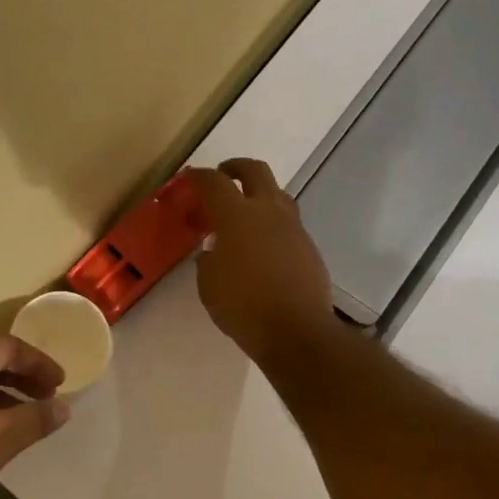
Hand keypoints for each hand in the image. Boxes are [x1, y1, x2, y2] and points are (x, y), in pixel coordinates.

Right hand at [189, 160, 339, 365]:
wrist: (297, 331)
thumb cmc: (242, 306)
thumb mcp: (208, 284)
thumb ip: (208, 259)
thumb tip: (214, 251)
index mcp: (237, 215)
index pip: (214, 182)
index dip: (199, 176)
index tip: (189, 179)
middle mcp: (268, 211)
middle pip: (255, 170)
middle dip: (236, 167)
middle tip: (223, 175)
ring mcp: (293, 227)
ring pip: (277, 194)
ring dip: (259, 194)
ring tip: (245, 212)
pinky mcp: (309, 246)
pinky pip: (288, 223)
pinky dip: (272, 223)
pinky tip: (263, 245)